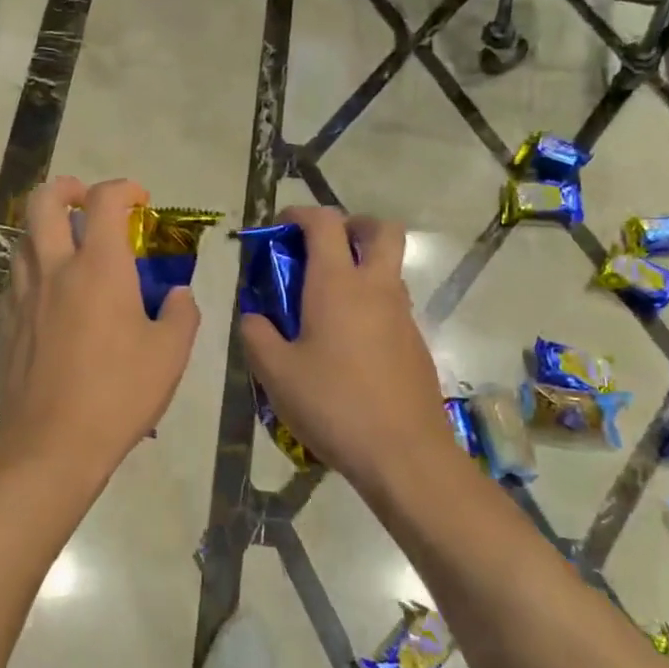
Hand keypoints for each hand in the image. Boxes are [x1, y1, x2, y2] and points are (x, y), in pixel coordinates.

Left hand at [0, 177, 200, 471]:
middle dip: (67, 189)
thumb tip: (177, 294)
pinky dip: (34, 269)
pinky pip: (16, 278)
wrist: (52, 443)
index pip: (105, 201)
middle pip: (44, 201)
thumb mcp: (171, 354)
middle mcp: (55, 269)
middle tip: (86, 203)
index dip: (124, 188)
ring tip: (69, 249)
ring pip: (23, 238)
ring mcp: (23, 295)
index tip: (140, 201)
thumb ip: (182, 314)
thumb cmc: (119, 394)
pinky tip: (50, 295)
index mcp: (100, 268)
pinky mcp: (6, 323)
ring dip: (46, 229)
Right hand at [239, 208, 451, 488]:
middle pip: (380, 230)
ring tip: (325, 304)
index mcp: (337, 284)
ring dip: (361, 266)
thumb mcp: (275, 373)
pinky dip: (370, 303)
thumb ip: (256, 335)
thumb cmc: (334, 405)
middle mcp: (376, 288)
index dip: (300, 213)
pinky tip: (347, 344)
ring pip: (389, 268)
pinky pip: (392, 304)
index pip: (325, 222)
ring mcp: (402, 315)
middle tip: (322, 249)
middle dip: (351, 226)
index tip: (280, 226)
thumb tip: (253, 317)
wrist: (404, 454)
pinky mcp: (415, 343)